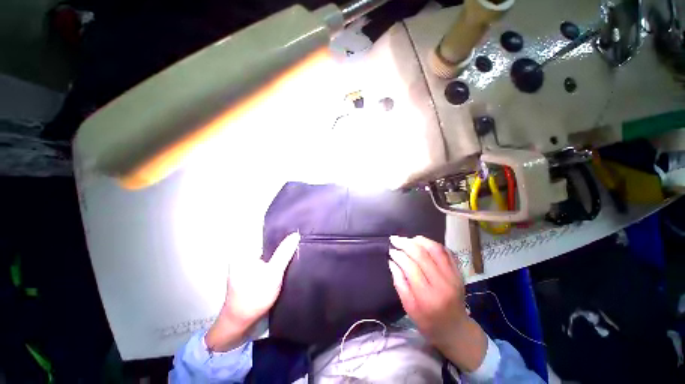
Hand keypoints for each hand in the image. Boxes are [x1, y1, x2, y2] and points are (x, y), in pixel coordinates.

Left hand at [205, 232, 299, 350]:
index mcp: (244, 252)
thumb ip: (284, 253)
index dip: (281, 231)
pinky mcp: (255, 273)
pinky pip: (269, 262)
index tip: (296, 228)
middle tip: (301, 238)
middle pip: (268, 244)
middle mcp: (246, 255)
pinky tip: (290, 260)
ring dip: (281, 252)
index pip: (265, 233)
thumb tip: (296, 234)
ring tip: (298, 246)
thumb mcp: (272, 274)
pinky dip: (278, 261)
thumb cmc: (254, 297)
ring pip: (270, 253)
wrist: (241, 326)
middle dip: (283, 242)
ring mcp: (250, 265)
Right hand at [388, 235, 486, 371]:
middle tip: (395, 239)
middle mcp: (442, 284)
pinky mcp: (459, 273)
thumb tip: (392, 262)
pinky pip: (446, 252)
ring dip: (419, 240)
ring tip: (408, 240)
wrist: (457, 330)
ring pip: (436, 249)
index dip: (399, 255)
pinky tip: (423, 244)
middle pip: (422, 254)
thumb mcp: (409, 308)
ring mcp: (454, 277)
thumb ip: (399, 283)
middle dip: (406, 243)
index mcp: (427, 296)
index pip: (411, 267)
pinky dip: (433, 244)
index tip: (391, 250)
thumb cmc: (429, 323)